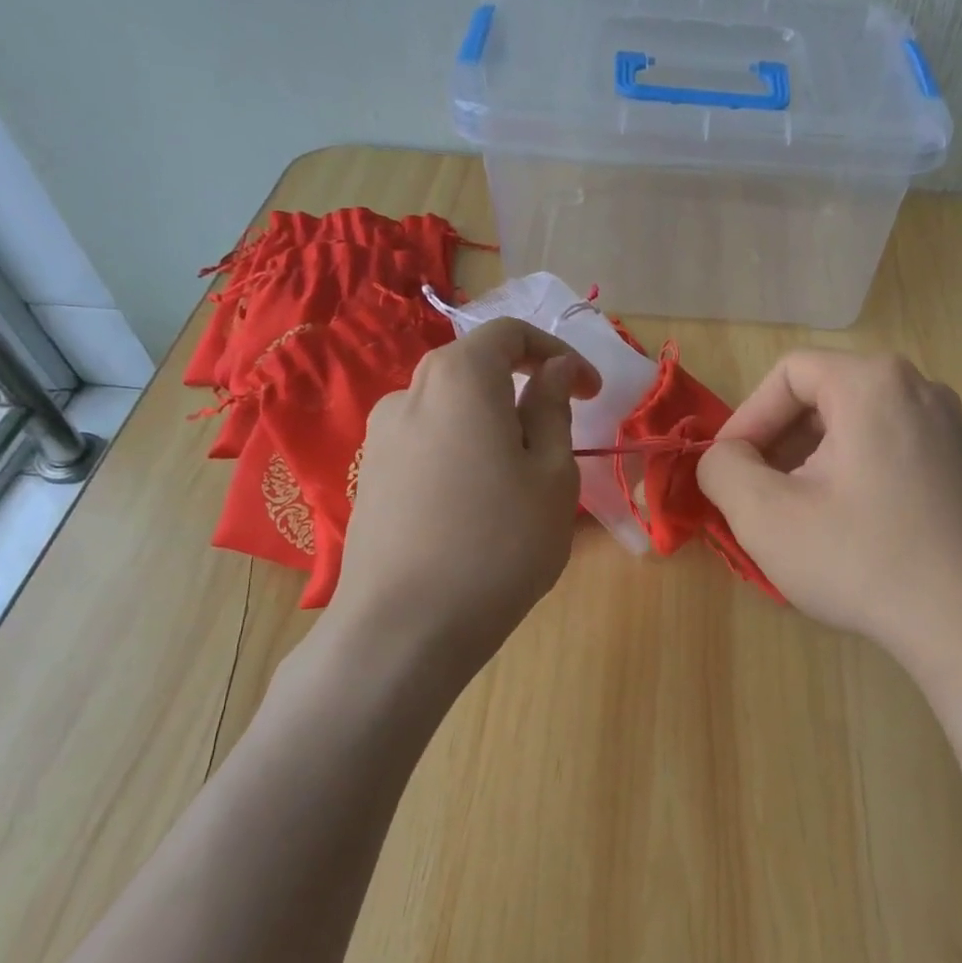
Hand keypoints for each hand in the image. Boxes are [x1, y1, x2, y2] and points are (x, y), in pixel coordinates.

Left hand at [323, 318, 600, 663]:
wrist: (405, 628)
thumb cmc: (500, 544)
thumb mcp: (552, 474)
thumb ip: (552, 409)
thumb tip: (551, 370)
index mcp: (458, 379)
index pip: (509, 333)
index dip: (557, 352)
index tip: (591, 392)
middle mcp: (409, 394)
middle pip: (474, 367)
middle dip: (524, 387)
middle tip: (561, 432)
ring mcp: (380, 438)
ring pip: (450, 410)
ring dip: (493, 424)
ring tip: (524, 478)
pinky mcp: (371, 478)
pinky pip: (429, 444)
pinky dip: (464, 452)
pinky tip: (480, 503)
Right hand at [697, 351, 961, 677]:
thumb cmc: (860, 560)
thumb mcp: (766, 516)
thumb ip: (722, 469)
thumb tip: (722, 458)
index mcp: (873, 382)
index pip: (788, 374)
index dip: (747, 419)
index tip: (729, 471)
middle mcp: (918, 387)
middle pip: (823, 395)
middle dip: (778, 443)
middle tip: (757, 495)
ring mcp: (947, 426)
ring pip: (853, 423)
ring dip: (810, 460)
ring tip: (795, 513)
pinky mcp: (959, 463)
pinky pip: (886, 445)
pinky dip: (849, 471)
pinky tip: (842, 523)